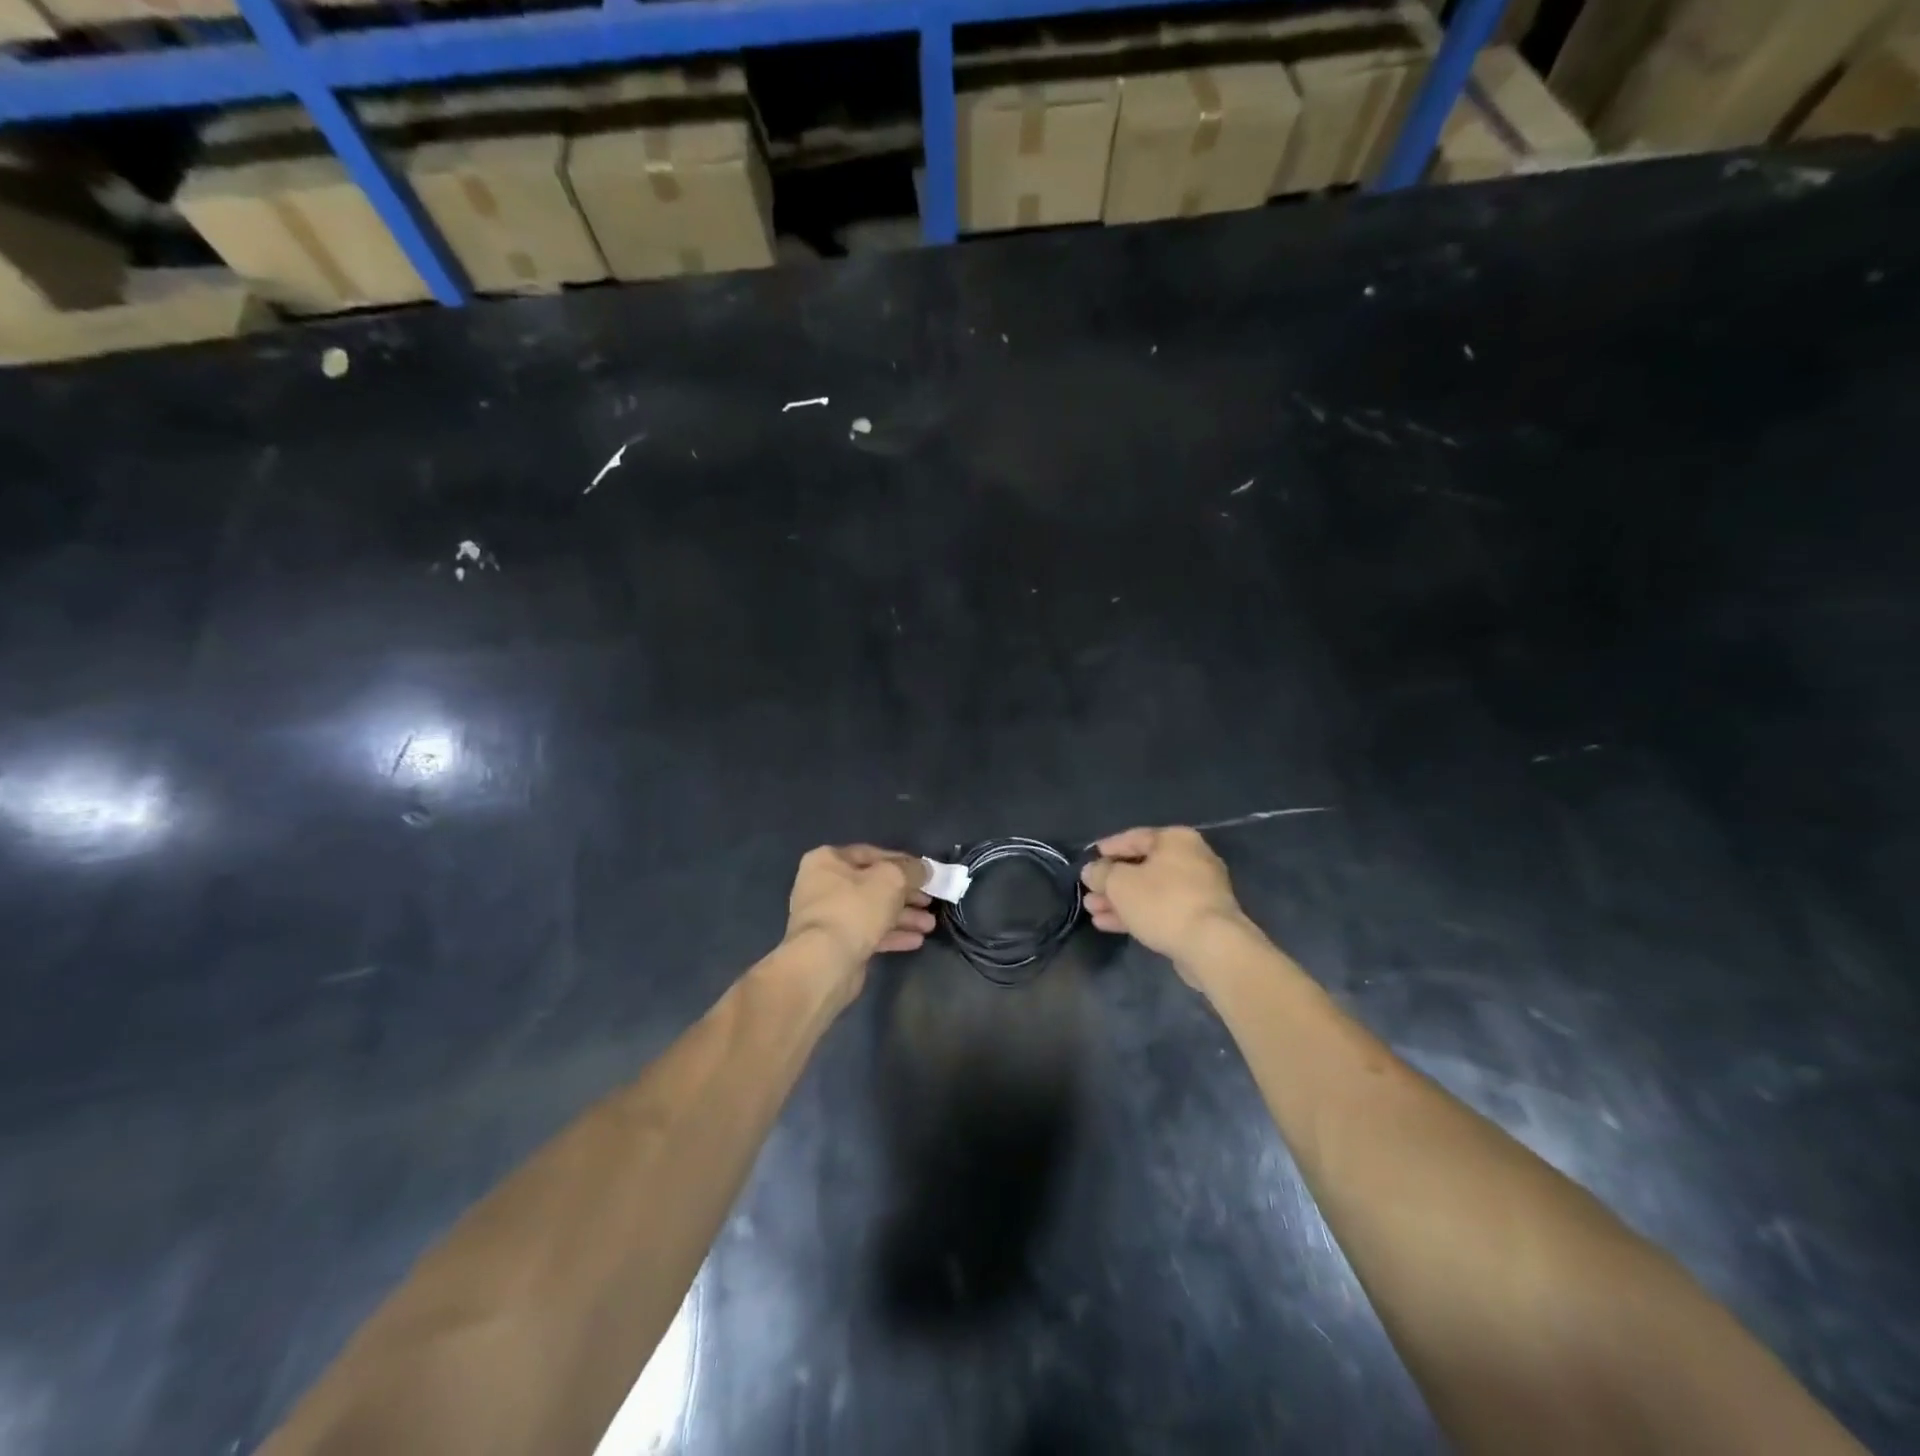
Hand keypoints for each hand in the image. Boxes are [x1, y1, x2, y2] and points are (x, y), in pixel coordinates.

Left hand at [784, 845, 933, 969]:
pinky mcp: (835, 944)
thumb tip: (925, 869)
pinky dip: (891, 934)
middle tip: (930, 902)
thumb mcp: (891, 880)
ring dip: (903, 916)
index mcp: (827, 861)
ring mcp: (828, 917)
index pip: (871, 853)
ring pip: (873, 911)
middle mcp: (823, 885)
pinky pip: (868, 933)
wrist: (824, 964)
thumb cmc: (855, 909)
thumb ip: (912, 870)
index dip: (902, 861)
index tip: (925, 872)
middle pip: (873, 884)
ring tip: (929, 925)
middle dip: (906, 894)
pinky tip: (916, 940)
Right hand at [1081, 827, 1250, 972]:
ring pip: (1150, 891)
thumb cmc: (1163, 902)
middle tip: (1088, 892)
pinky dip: (1138, 914)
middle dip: (1112, 882)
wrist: (1211, 946)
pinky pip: (1162, 910)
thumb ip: (1101, 873)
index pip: (1134, 837)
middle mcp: (1191, 859)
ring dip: (1120, 901)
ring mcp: (1199, 891)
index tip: (1090, 858)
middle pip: (1142, 867)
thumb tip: (1092, 870)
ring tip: (1092, 911)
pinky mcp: (1200, 918)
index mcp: (1176, 840)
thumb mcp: (1120, 883)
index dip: (1108, 848)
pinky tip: (1110, 924)